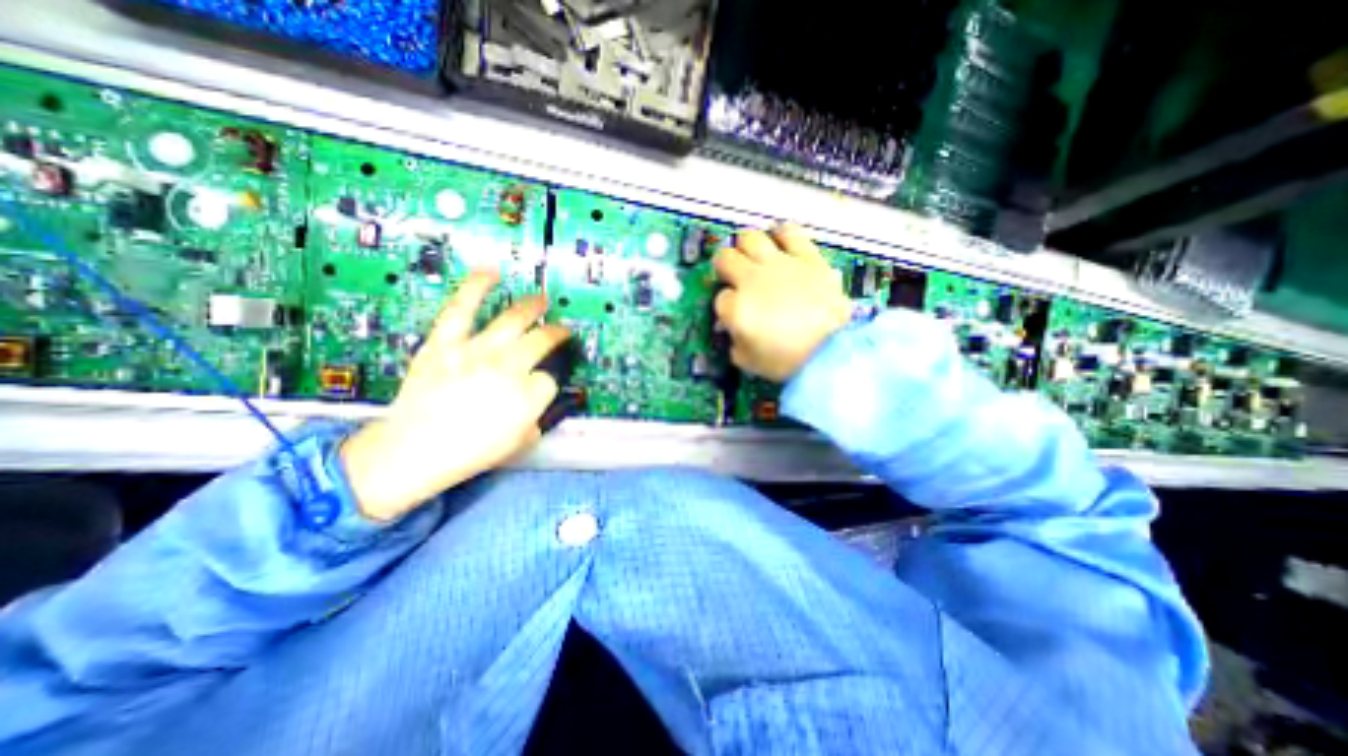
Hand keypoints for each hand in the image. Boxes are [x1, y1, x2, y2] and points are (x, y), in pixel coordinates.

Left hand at [342, 270, 568, 523]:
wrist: (412, 451)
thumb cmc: (470, 453)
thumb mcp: (520, 442)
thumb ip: (539, 415)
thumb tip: (542, 395)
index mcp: (528, 395)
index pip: (550, 378)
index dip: (547, 381)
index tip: (540, 386)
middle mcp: (508, 367)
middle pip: (542, 340)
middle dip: (556, 335)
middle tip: (561, 331)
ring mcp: (476, 350)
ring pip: (513, 319)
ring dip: (533, 307)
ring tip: (543, 299)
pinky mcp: (445, 342)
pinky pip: (462, 308)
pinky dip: (476, 287)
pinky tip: (491, 273)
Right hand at [711, 221, 846, 381]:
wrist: (832, 351)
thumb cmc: (786, 361)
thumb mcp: (748, 362)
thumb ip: (735, 343)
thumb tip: (735, 330)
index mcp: (736, 308)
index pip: (721, 298)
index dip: (726, 305)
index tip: (736, 315)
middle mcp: (752, 279)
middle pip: (725, 258)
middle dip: (724, 268)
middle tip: (734, 277)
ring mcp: (780, 264)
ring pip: (750, 237)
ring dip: (746, 247)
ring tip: (754, 256)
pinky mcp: (807, 257)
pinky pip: (789, 232)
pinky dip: (782, 235)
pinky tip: (781, 242)